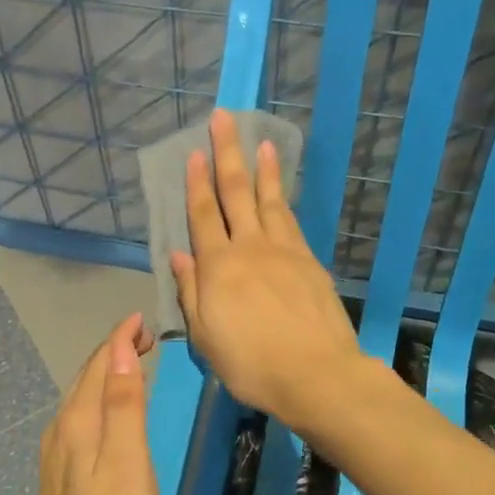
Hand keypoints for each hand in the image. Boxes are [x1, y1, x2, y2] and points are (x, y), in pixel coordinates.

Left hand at [34, 313, 159, 494]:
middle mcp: (60, 434)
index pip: (98, 365)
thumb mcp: (128, 461)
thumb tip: (120, 349)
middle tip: (144, 338)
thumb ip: (123, 404)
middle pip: (85, 380)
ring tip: (131, 367)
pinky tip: (110, 418)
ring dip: (104, 379)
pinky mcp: (61, 483)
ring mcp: (56, 461)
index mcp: (77, 424)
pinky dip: (98, 406)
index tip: (144, 319)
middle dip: (112, 353)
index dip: (120, 338)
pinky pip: (80, 426)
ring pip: (80, 403)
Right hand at [171, 109, 361, 426]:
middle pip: (236, 193)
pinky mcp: (310, 262)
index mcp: (219, 267)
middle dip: (228, 154)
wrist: (315, 374)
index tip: (193, 152)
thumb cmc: (250, 363)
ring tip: (263, 142)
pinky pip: (291, 221)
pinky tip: (281, 193)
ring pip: (269, 201)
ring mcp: (285, 252)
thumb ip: (191, 292)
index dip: (196, 183)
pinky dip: (283, 200)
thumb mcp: (205, 336)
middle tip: (224, 119)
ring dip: (263, 169)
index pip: (203, 215)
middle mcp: (250, 248)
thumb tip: (179, 255)